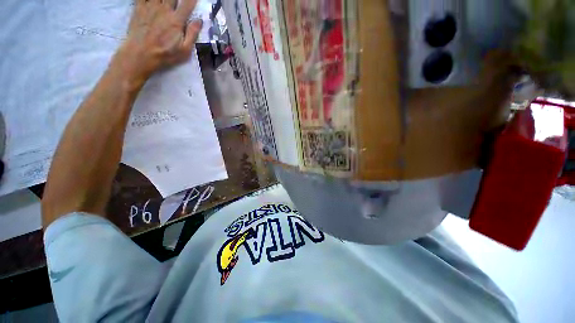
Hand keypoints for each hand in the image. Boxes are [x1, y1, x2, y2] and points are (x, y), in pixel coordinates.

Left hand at [116, 0, 202, 86]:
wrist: (140, 54)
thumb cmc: (165, 54)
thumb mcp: (184, 50)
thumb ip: (192, 34)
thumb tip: (199, 21)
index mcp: (176, 20)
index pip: (187, 4)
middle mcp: (164, 9)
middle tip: (178, 0)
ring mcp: (150, 6)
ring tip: (167, 0)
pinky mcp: (138, 7)